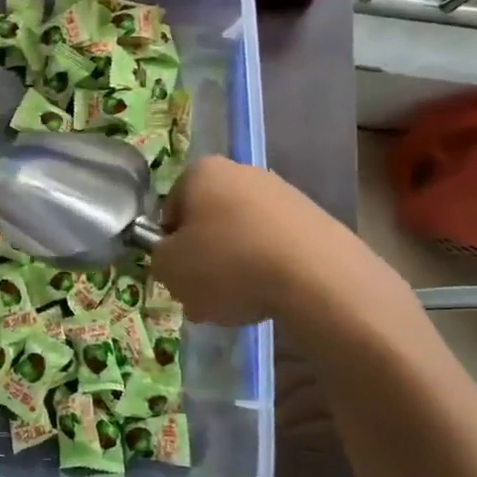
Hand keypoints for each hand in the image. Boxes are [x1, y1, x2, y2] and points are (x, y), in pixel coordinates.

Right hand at [153, 157, 394, 327]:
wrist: (316, 277)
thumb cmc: (227, 263)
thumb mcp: (168, 268)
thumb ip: (159, 258)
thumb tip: (174, 258)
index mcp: (201, 172)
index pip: (170, 211)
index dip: (169, 248)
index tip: (179, 276)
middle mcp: (241, 172)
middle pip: (208, 224)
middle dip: (203, 260)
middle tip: (204, 295)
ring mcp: (283, 195)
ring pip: (241, 238)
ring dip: (234, 269)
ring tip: (240, 303)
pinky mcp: (315, 221)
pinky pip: (275, 249)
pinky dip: (268, 272)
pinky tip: (271, 297)